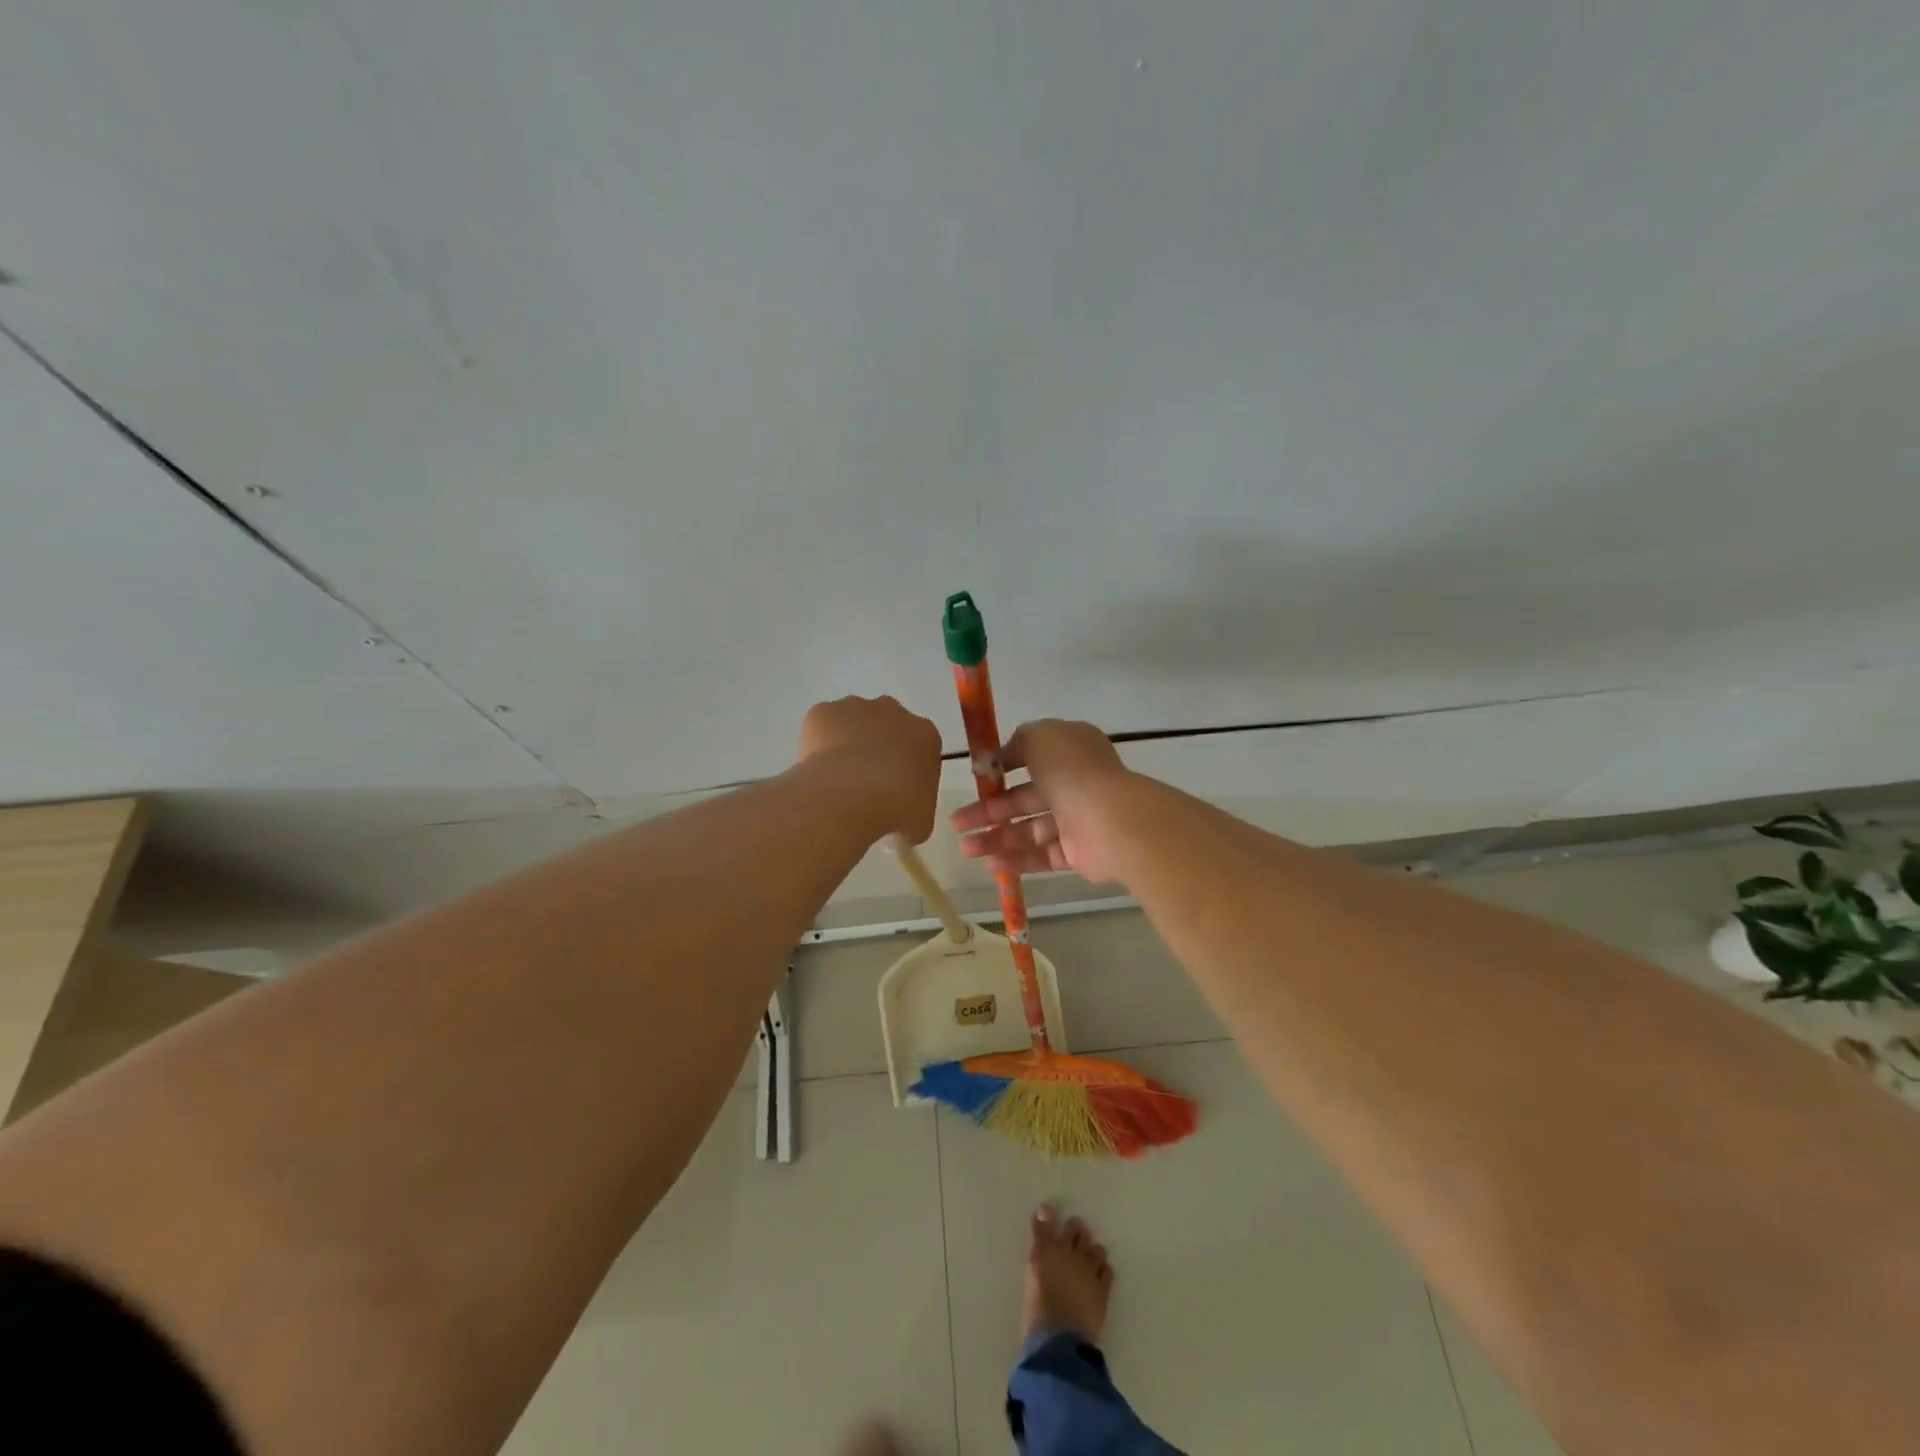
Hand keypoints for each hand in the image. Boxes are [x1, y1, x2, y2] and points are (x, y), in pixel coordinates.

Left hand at [797, 696, 941, 842]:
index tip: (896, 791)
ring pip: (852, 722)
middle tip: (866, 782)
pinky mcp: (823, 712)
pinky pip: (822, 726)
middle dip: (879, 747)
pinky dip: (818, 744)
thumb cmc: (896, 809)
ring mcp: (855, 707)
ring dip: (848, 742)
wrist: (849, 795)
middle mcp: (893, 711)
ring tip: (838, 779)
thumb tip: (904, 818)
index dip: (907, 769)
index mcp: (925, 734)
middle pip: (887, 726)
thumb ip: (917, 811)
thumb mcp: (921, 822)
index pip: (920, 747)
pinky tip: (818, 771)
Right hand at [949, 719, 1131, 880]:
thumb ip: (1018, 742)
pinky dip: (1017, 859)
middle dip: (988, 810)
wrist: (1112, 819)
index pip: (1032, 757)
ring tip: (966, 849)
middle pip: (1024, 798)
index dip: (1002, 768)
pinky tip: (990, 864)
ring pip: (1029, 829)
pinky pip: (1042, 855)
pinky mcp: (1078, 854)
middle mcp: (1074, 784)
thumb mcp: (1040, 737)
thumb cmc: (1073, 770)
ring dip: (996, 838)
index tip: (975, 779)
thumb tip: (1003, 756)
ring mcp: (1077, 820)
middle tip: (957, 823)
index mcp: (1070, 751)